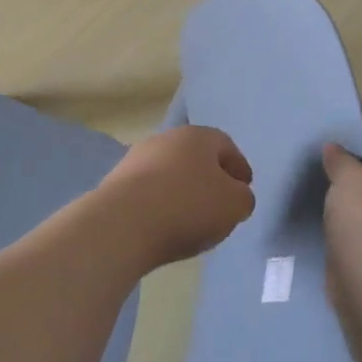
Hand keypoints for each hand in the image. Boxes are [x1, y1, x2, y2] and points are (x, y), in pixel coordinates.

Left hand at [94, 126, 255, 269]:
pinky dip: (161, 204)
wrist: (123, 223)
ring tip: (191, 219)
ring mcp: (137, 158)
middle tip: (219, 203)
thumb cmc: (188, 206)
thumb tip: (235, 195)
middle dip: (210, 178)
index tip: (245, 188)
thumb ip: (243, 198)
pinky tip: (164, 225)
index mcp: (198, 136)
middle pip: (196, 156)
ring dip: (183, 190)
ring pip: (170, 172)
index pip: (226, 146)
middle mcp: (166, 138)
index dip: (239, 167)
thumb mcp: (234, 205)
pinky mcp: (117, 182)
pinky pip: (149, 191)